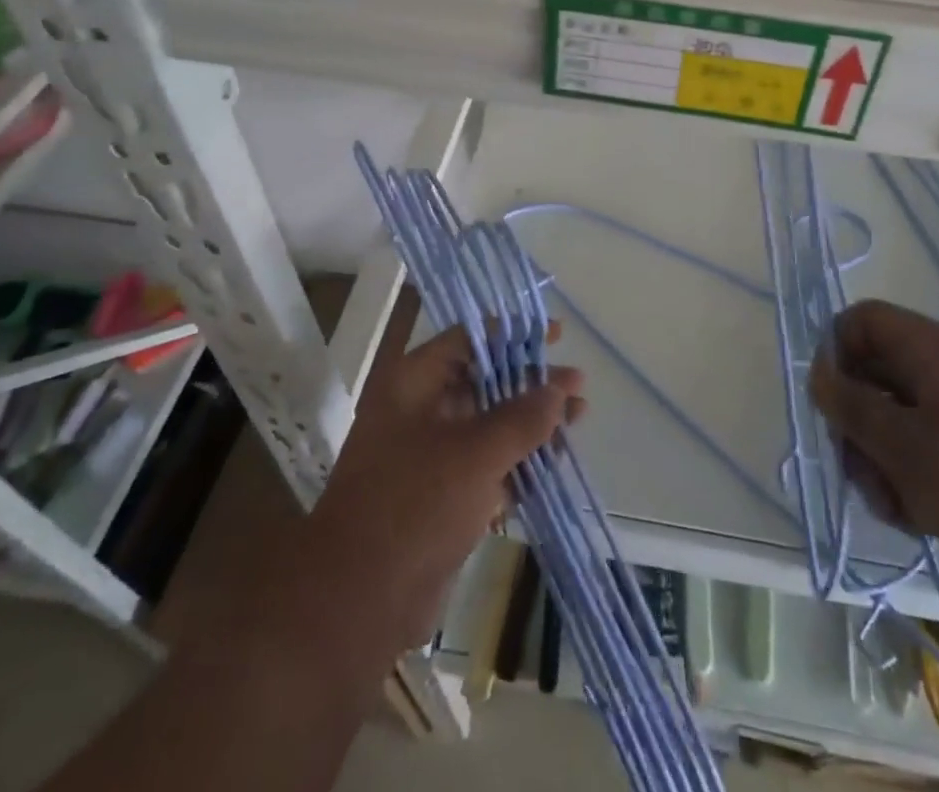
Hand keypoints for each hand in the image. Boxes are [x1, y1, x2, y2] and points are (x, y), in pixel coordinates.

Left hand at [304, 328, 584, 655]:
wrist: (358, 603)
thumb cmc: (413, 507)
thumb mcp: (475, 454)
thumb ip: (522, 417)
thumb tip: (559, 388)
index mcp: (414, 383)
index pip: (469, 340)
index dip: (513, 335)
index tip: (556, 336)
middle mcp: (420, 409)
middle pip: (484, 381)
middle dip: (532, 382)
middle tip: (578, 384)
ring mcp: (430, 454)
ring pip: (490, 424)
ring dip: (532, 421)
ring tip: (580, 417)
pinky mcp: (442, 494)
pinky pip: (488, 463)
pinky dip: (520, 459)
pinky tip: (557, 459)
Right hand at [808, 300, 938, 600]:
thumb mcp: (903, 447)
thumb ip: (851, 406)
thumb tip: (818, 373)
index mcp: (931, 350)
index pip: (861, 321)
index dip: (834, 353)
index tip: (830, 404)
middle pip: (872, 374)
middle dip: (856, 424)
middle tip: (858, 469)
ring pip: (893, 418)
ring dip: (879, 460)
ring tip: (893, 505)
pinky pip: (922, 448)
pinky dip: (909, 478)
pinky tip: (916, 517)